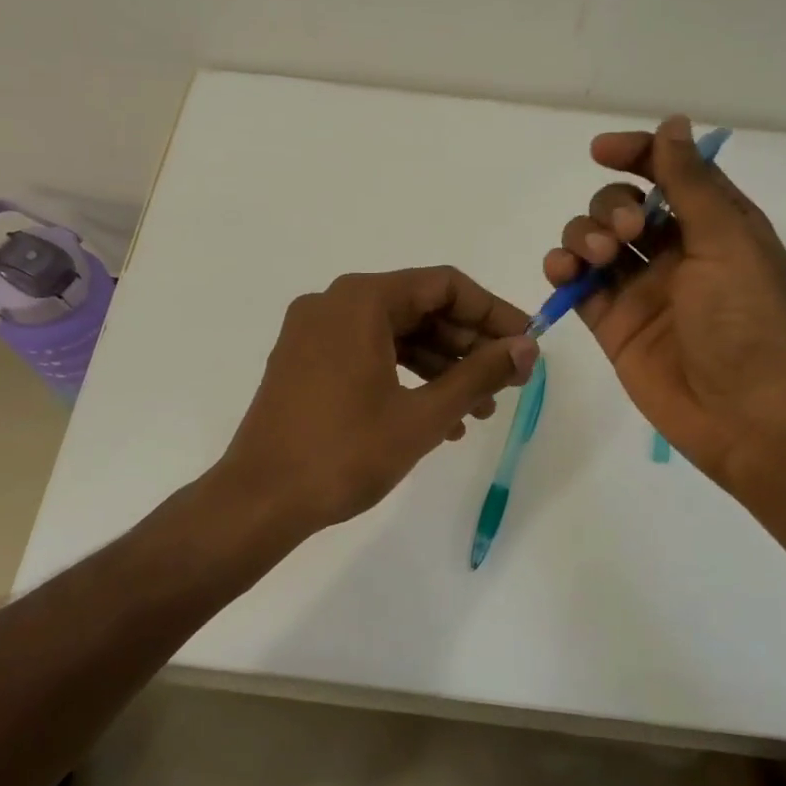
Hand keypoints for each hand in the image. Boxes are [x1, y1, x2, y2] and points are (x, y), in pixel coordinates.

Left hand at [219, 267, 537, 534]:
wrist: (260, 500)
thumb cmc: (344, 453)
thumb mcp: (422, 415)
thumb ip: (478, 375)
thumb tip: (526, 347)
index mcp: (360, 300)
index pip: (444, 285)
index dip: (492, 312)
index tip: (526, 344)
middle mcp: (333, 303)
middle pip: (419, 307)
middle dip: (468, 344)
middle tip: (508, 381)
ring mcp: (313, 332)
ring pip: (395, 334)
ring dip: (441, 366)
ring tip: (479, 409)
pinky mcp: (304, 362)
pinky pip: (368, 354)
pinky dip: (405, 376)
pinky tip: (438, 419)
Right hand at [543, 115, 785, 490]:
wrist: (744, 413)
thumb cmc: (747, 320)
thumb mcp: (727, 240)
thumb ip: (690, 183)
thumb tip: (672, 125)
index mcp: (713, 225)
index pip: (668, 172)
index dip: (635, 154)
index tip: (602, 151)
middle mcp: (674, 252)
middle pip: (620, 205)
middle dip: (609, 206)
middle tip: (624, 232)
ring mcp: (640, 289)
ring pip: (592, 241)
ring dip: (582, 235)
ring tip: (596, 257)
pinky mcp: (611, 323)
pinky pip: (577, 284)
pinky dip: (562, 270)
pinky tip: (562, 272)